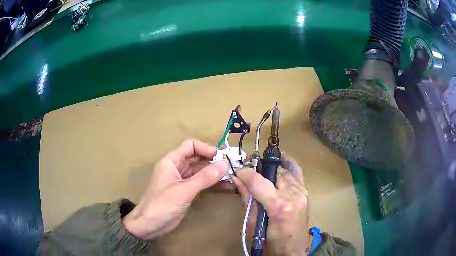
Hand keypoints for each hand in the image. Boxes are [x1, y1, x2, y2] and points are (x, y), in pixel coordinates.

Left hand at [123, 139, 229, 239]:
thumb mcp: (184, 190)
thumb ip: (205, 177)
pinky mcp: (186, 191)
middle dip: (213, 161)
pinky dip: (212, 183)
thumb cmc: (163, 204)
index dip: (206, 148)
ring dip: (215, 173)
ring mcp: (182, 180)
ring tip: (232, 177)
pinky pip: (201, 183)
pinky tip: (226, 187)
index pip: (190, 145)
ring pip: (200, 171)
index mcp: (171, 161)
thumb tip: (225, 164)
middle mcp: (177, 167)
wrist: (150, 224)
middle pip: (197, 158)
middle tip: (231, 167)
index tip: (221, 156)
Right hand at [233, 153, 309, 254]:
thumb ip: (247, 199)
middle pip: (273, 171)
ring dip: (270, 169)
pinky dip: (287, 164)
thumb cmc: (270, 243)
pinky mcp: (306, 192)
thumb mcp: (253, 224)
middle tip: (247, 173)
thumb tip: (236, 178)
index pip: (258, 181)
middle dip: (258, 169)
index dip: (245, 173)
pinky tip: (280, 159)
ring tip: (259, 171)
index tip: (236, 171)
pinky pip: (296, 172)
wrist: (294, 249)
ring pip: (284, 170)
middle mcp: (294, 195)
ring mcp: (302, 192)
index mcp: (279, 206)